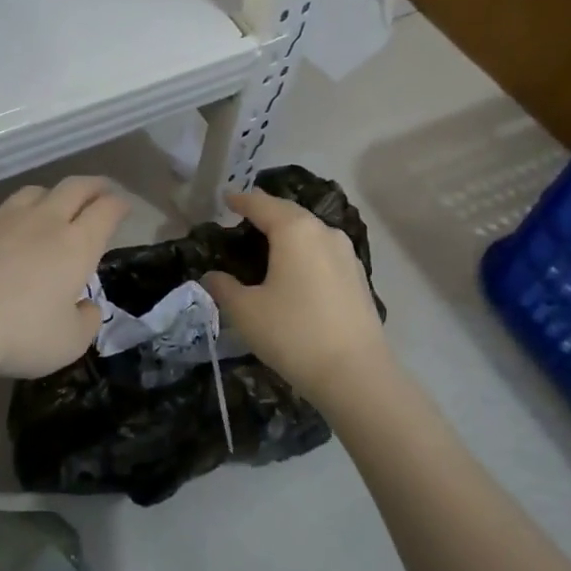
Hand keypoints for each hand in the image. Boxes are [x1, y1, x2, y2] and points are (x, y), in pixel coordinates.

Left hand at [0, 176, 129, 380]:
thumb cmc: (18, 334)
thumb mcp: (68, 344)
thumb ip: (86, 321)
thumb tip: (86, 306)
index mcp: (76, 245)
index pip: (107, 210)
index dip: (119, 205)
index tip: (123, 207)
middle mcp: (42, 220)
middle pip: (74, 188)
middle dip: (92, 187)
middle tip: (98, 192)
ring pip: (30, 193)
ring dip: (45, 198)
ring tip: (46, 210)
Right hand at [202, 189, 392, 404]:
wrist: (354, 374)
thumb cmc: (293, 333)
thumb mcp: (246, 311)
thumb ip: (223, 287)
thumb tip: (212, 276)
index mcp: (295, 231)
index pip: (262, 205)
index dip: (241, 200)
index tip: (226, 197)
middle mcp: (325, 233)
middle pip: (290, 213)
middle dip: (266, 212)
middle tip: (244, 216)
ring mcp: (347, 254)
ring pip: (310, 233)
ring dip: (288, 232)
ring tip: (267, 242)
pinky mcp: (358, 278)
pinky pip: (323, 252)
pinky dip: (304, 252)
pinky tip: (295, 269)